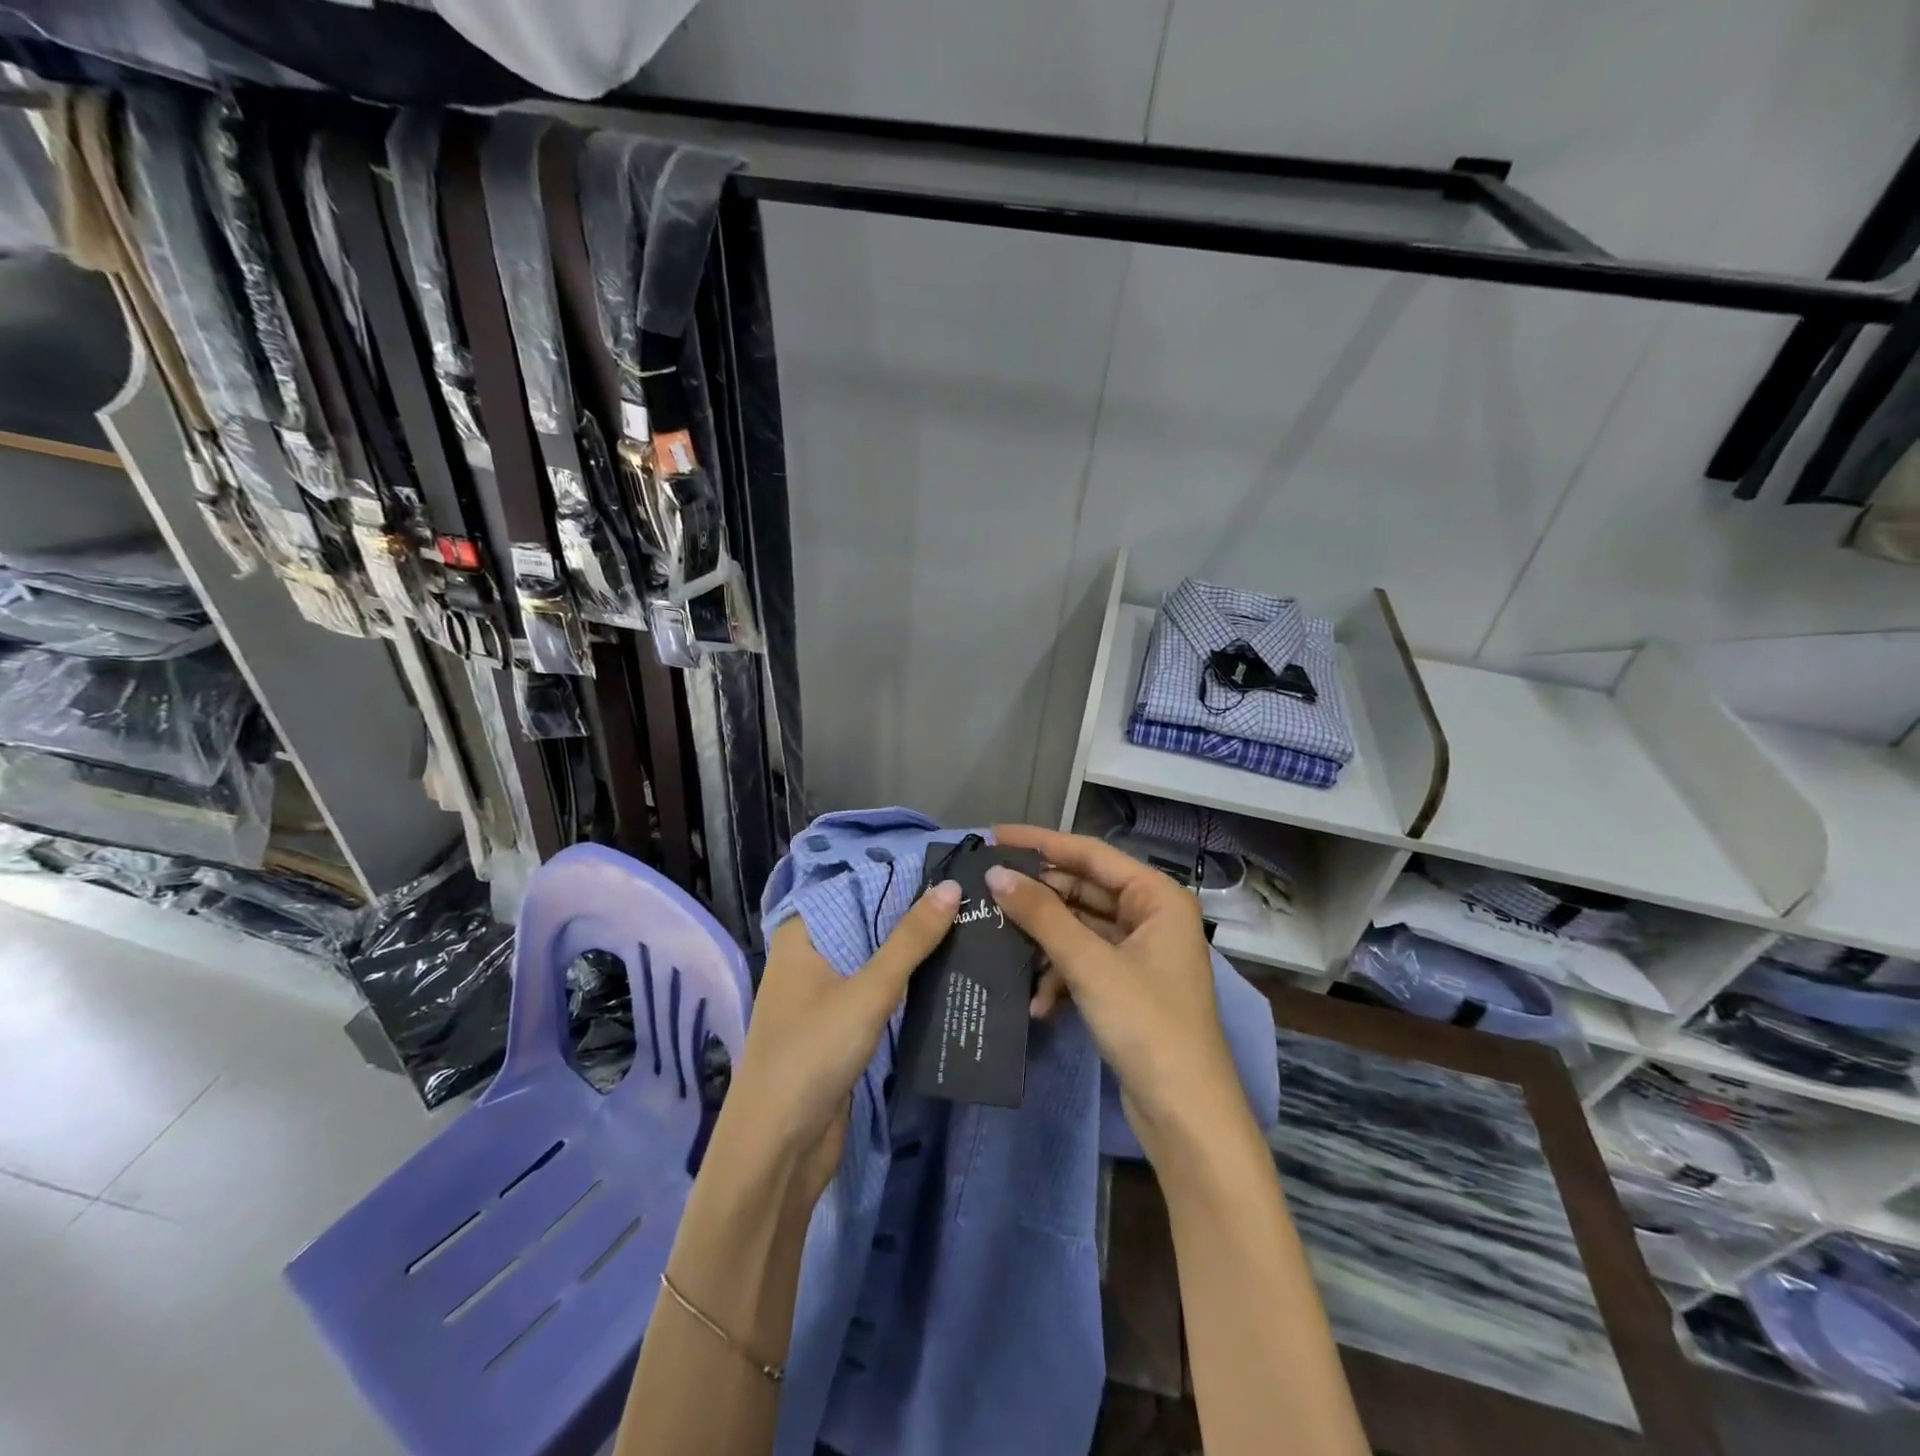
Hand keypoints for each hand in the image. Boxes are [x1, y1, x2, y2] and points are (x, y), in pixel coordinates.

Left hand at [704, 880, 960, 1209]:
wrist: (777, 1150)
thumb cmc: (812, 1054)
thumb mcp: (868, 991)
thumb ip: (910, 940)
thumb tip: (950, 886)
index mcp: (802, 934)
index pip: (856, 885)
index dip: (901, 874)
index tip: (950, 863)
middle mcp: (811, 955)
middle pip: (869, 921)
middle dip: (915, 913)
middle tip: (972, 896)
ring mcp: (825, 992)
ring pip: (877, 957)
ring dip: (916, 949)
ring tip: (972, 925)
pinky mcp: (841, 1025)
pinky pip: (879, 990)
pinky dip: (908, 982)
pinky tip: (949, 971)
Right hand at [987, 824, 1244, 1159]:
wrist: (1186, 1115)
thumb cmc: (1147, 1024)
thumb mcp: (1089, 964)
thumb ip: (1041, 915)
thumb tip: (996, 874)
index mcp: (1157, 897)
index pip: (1090, 853)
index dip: (1041, 843)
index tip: (994, 836)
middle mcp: (1151, 916)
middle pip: (1083, 890)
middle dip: (1037, 897)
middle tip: (985, 890)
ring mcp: (1139, 953)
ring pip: (1079, 929)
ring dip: (1044, 943)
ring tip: (1001, 946)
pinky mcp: (1126, 986)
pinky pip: (1083, 963)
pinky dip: (1059, 977)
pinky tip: (1037, 1003)